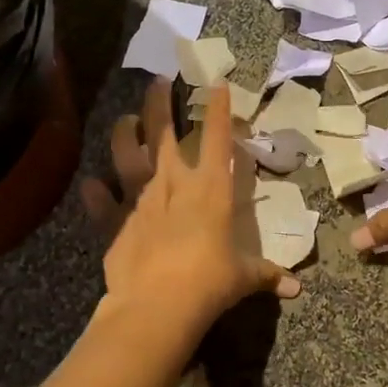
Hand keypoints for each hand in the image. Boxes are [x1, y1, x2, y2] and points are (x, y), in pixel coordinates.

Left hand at [82, 79, 300, 333]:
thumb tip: (295, 288)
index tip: (216, 83)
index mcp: (210, 189)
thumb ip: (266, 275)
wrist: (158, 306)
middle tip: (158, 80)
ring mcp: (139, 200)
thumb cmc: (210, 283)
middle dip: (160, 102)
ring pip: (126, 154)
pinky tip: (92, 184)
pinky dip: (96, 193)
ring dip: (123, 132)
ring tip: (125, 118)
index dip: (218, 109)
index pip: (217, 138)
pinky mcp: (113, 223)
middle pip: (162, 131)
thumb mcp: (244, 278)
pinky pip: (102, 202)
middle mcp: (173, 184)